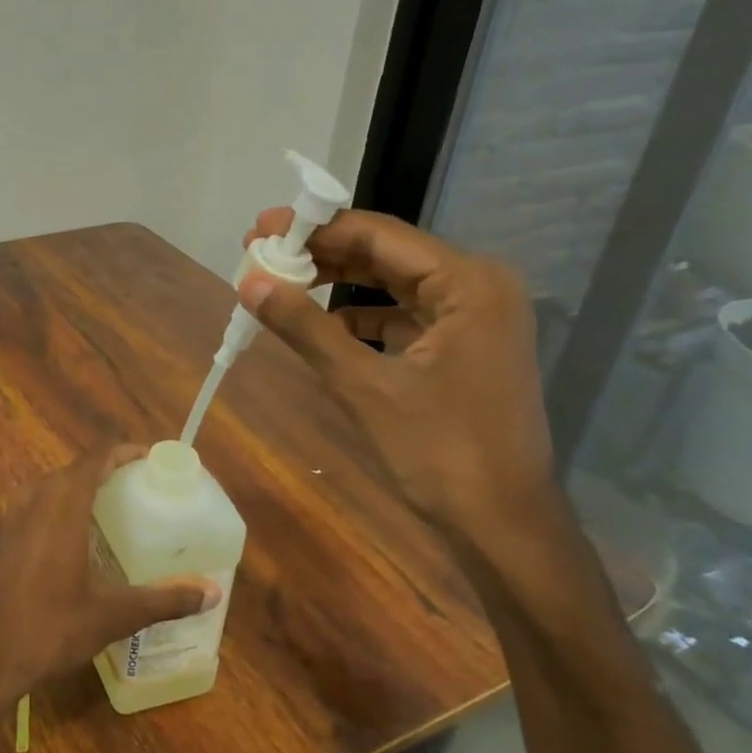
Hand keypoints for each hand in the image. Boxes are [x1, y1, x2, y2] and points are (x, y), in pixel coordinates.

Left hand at [0, 448, 217, 714]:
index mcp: (63, 505)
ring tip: (114, 508)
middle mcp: (36, 500)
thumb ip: (164, 599)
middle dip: (107, 470)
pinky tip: (77, 538)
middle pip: (75, 469)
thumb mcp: (113, 615)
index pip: (96, 458)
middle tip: (141, 488)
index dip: (124, 452)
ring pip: (52, 486)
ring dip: (81, 488)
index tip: (151, 459)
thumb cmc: (50, 627)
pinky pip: (37, 505)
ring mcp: (14, 517)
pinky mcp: (3, 537)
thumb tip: (212, 592)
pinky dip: (61, 507)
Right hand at [239, 208, 557, 554]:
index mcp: (467, 283)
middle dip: (322, 251)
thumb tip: (249, 281)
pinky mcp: (464, 346)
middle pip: (385, 252)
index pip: (378, 234)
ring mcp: (474, 317)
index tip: (259, 229)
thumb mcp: (363, 385)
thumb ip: (304, 326)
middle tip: (259, 253)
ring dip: (337, 281)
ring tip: (281, 281)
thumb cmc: (439, 451)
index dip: (313, 227)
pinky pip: (403, 312)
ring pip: (392, 281)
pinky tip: (321, 324)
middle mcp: (477, 287)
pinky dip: (360, 314)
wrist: (502, 525)